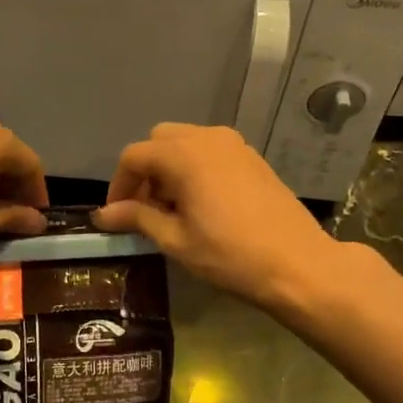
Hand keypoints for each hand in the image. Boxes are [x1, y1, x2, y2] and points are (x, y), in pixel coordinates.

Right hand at [93, 123, 337, 310]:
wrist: (298, 265)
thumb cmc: (230, 256)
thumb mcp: (176, 240)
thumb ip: (138, 218)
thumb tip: (104, 214)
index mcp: (184, 155)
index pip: (134, 156)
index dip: (119, 185)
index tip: (117, 216)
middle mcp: (208, 138)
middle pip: (160, 141)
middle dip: (145, 171)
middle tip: (145, 210)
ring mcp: (235, 145)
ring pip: (186, 142)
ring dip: (170, 168)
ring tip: (173, 210)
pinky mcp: (252, 157)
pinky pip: (210, 150)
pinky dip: (195, 167)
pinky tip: (202, 204)